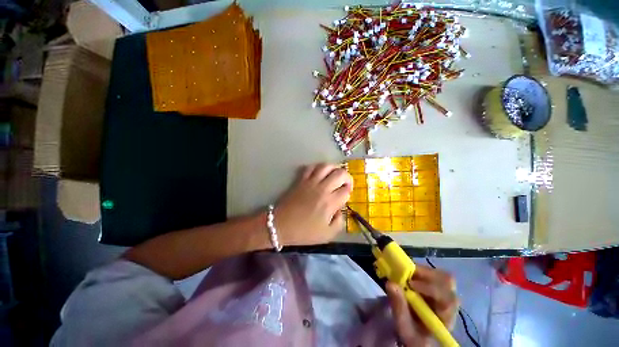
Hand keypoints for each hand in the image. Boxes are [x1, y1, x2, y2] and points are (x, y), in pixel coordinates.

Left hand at [275, 163, 351, 245]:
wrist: (280, 225)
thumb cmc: (303, 232)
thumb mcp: (326, 235)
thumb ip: (339, 222)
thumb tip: (340, 211)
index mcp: (330, 202)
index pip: (346, 190)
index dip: (349, 192)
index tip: (346, 196)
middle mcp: (322, 188)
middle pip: (340, 174)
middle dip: (347, 177)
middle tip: (345, 184)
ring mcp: (310, 182)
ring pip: (326, 166)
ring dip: (334, 168)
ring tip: (334, 175)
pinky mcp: (300, 180)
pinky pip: (310, 167)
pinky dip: (317, 167)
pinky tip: (319, 173)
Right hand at [386, 265, 458, 346]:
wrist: (416, 335)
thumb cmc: (412, 334)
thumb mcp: (404, 327)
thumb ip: (399, 308)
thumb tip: (391, 283)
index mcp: (446, 317)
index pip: (447, 299)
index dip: (430, 288)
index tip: (411, 284)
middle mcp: (449, 303)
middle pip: (447, 282)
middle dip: (427, 275)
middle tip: (408, 274)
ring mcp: (445, 293)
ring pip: (442, 276)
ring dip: (423, 271)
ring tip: (407, 274)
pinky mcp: (437, 287)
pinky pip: (434, 274)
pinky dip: (421, 270)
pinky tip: (410, 275)